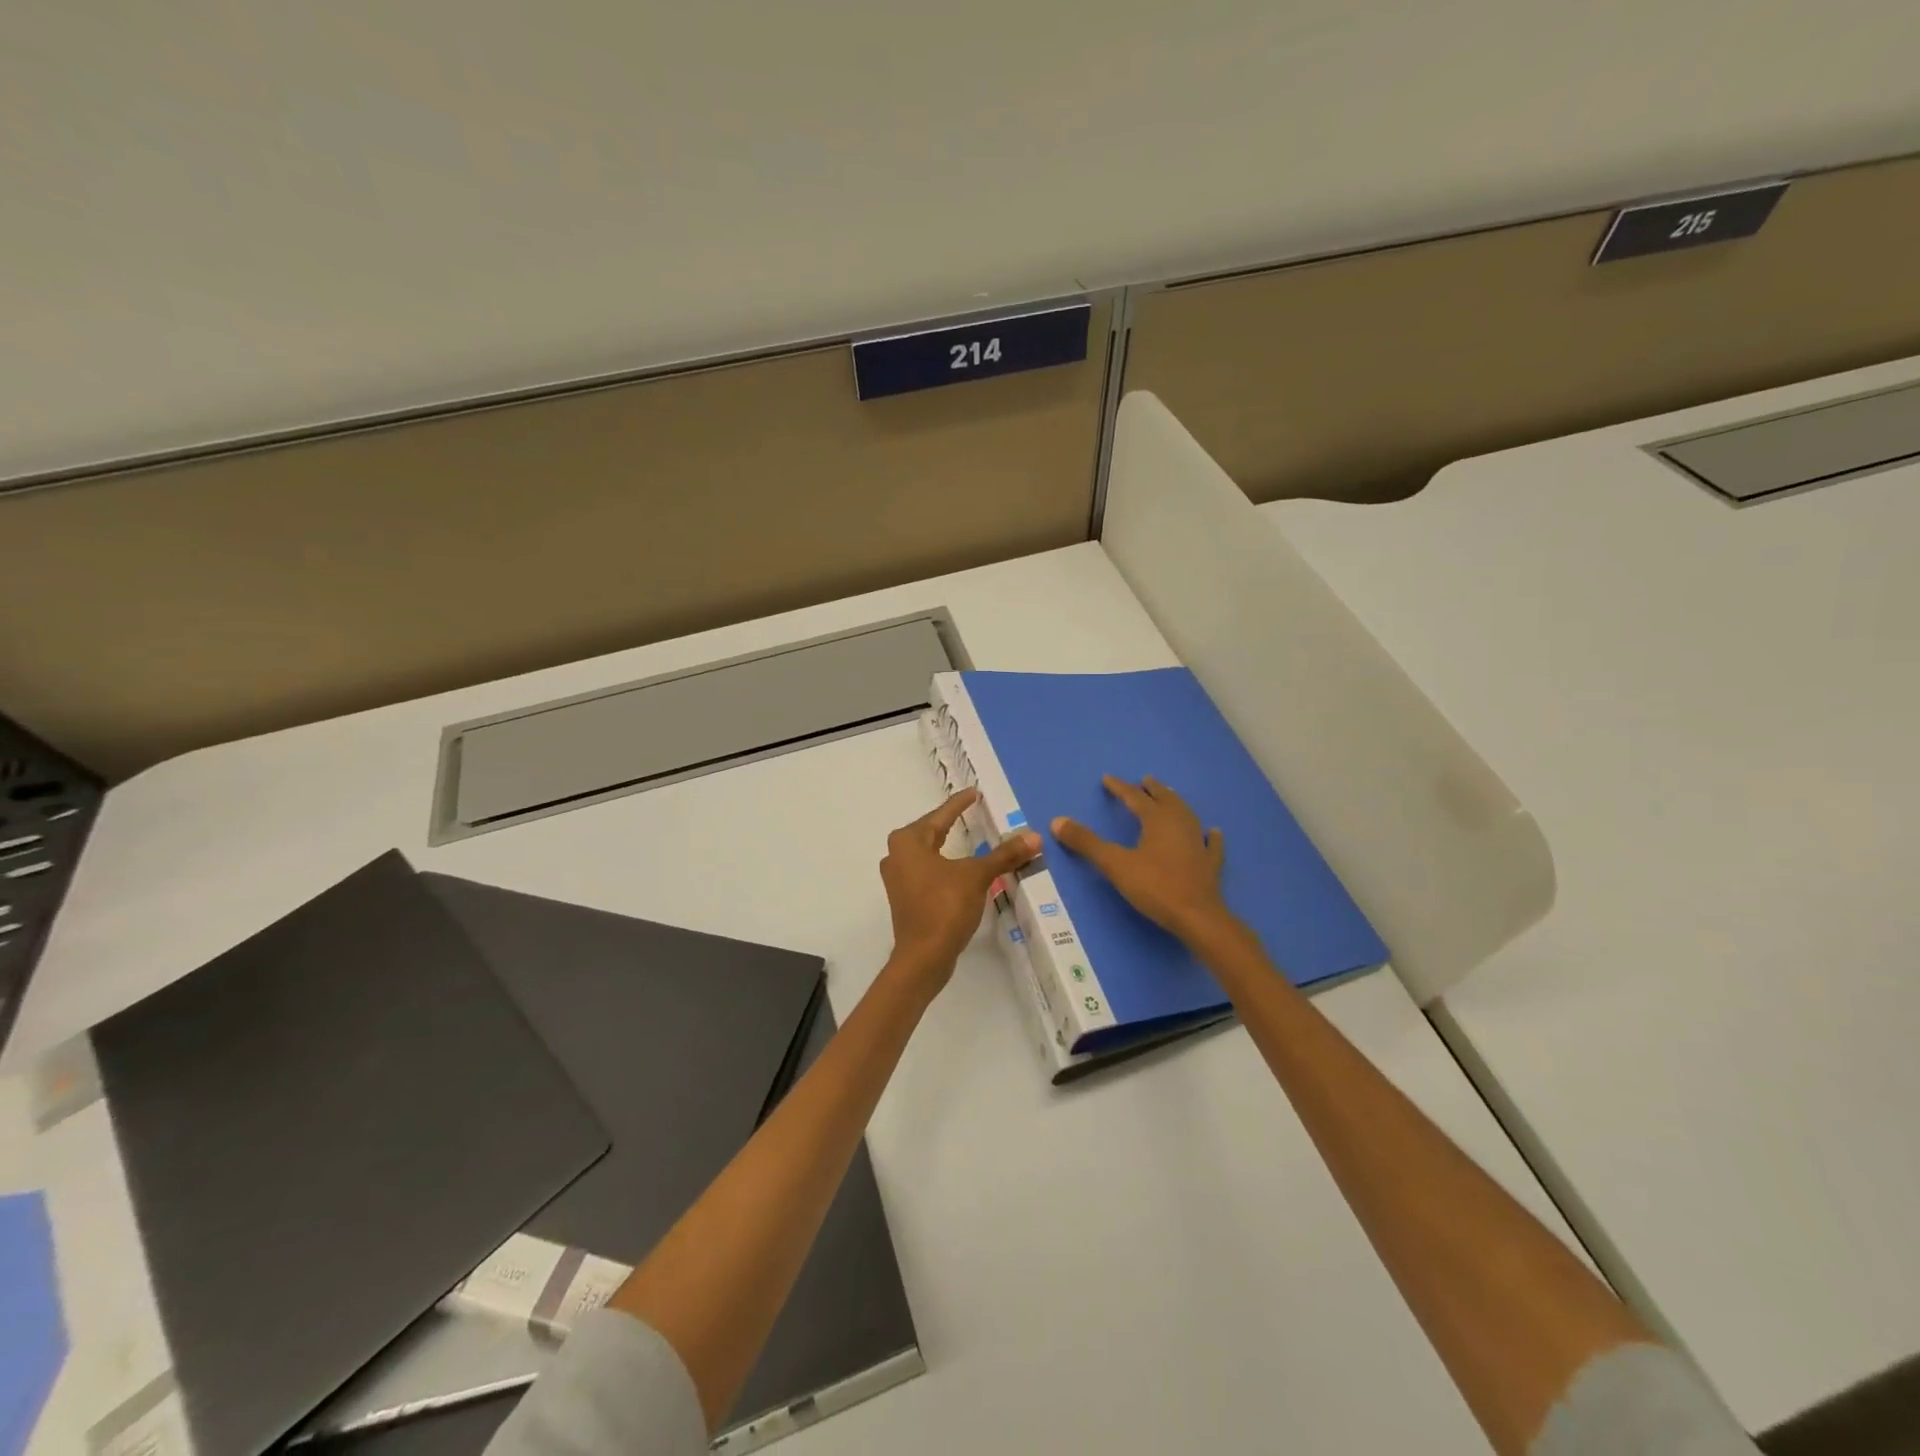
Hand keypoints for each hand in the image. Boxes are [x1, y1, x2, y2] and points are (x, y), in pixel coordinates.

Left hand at [879, 788, 1040, 993]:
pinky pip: (927, 871)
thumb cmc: (945, 907)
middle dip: (951, 822)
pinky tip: (959, 868)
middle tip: (971, 812)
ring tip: (967, 837)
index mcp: (908, 841)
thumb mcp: (977, 876)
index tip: (974, 793)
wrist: (923, 957)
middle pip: (930, 832)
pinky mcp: (905, 898)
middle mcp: (896, 855)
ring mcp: (898, 879)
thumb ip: (1004, 854)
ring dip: (947, 846)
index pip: (940, 815)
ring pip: (927, 853)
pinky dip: (944, 866)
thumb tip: (1034, 836)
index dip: (960, 804)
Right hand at [1052, 775, 1234, 945]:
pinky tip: (1212, 832)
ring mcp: (1199, 843)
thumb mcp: (1114, 864)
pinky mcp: (1211, 864)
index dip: (1120, 787)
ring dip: (1176, 804)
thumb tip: (1057, 821)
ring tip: (1169, 798)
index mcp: (1157, 820)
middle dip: (1153, 790)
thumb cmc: (1154, 886)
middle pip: (1165, 800)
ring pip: (1187, 815)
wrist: (1197, 917)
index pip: (1135, 797)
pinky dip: (1210, 836)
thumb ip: (1086, 842)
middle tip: (1145, 781)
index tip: (1108, 779)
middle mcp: (1180, 824)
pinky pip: (1211, 843)